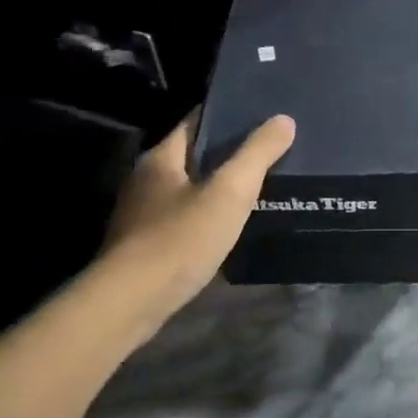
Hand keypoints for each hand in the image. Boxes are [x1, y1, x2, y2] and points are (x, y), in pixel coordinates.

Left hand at [105, 111, 294, 316]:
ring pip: (187, 190)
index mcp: (160, 158)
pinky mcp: (145, 246)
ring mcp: (142, 215)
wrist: (133, 301)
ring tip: (256, 190)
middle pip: (191, 156)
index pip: (195, 122)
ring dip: (216, 189)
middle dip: (226, 154)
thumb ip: (257, 154)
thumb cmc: (181, 238)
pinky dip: (206, 218)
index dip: (226, 116)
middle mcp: (145, 180)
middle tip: (267, 154)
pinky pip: (183, 220)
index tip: (260, 116)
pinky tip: (229, 228)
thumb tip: (284, 119)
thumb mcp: (229, 192)